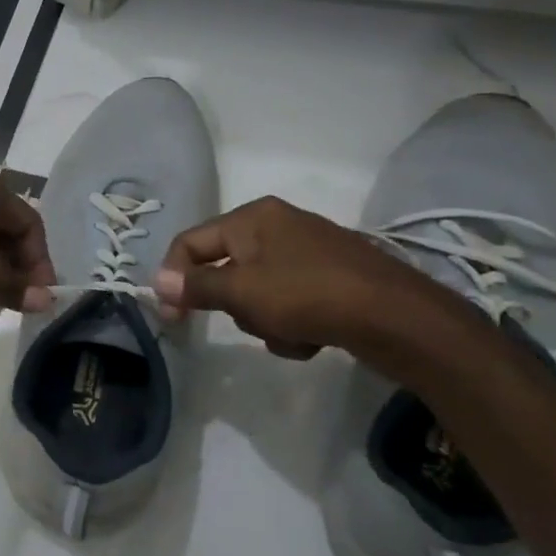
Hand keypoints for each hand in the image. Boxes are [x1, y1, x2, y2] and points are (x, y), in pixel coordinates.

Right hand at [153, 196, 455, 365]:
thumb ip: (195, 286)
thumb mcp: (241, 292)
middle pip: (225, 269)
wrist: (399, 318)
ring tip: (289, 333)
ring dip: (264, 320)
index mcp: (252, 217)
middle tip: (248, 321)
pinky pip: (289, 302)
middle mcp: (278, 226)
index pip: (190, 243)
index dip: (173, 278)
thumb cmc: (308, 295)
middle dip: (233, 304)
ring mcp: (308, 252)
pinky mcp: (331, 279)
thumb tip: (157, 281)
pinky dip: (292, 324)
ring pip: (257, 292)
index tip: (172, 316)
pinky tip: (312, 338)